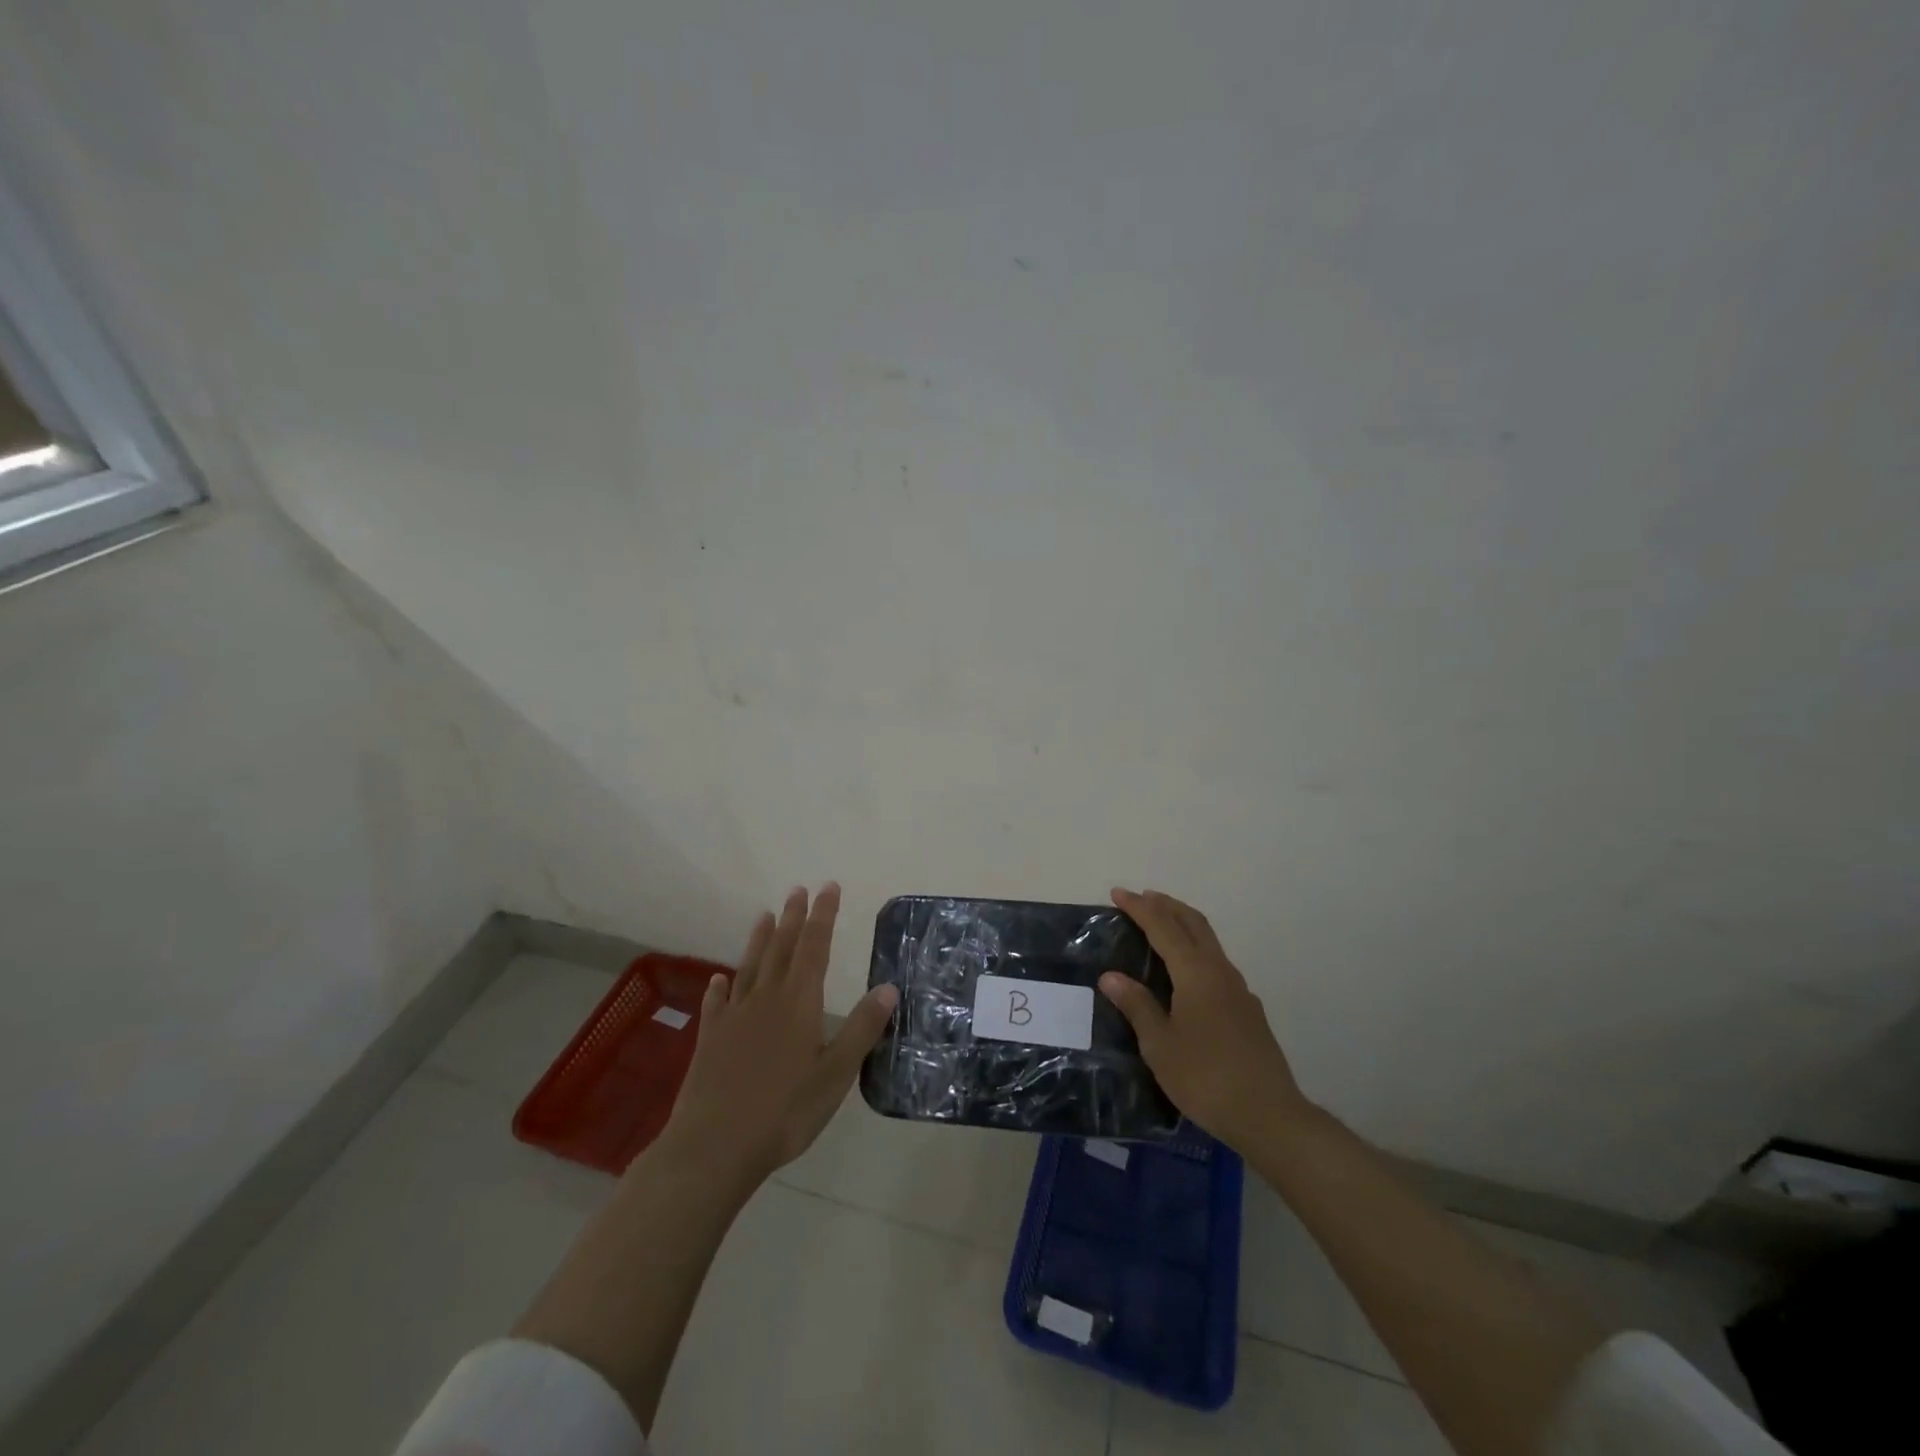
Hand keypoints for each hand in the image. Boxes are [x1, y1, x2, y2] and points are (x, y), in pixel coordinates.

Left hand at [657, 884, 898, 1191]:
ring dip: (759, 940)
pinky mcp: (710, 1040)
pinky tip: (718, 980)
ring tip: (765, 915)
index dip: (823, 916)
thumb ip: (861, 1028)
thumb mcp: (835, 1074)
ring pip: (749, 967)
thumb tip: (888, 987)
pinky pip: (716, 1003)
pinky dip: (719, 987)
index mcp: (798, 1003)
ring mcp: (734, 1018)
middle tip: (798, 889)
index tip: (828, 887)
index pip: (814, 948)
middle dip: (793, 918)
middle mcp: (765, 999)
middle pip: (781, 948)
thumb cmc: (784, 1111)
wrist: (714, 1147)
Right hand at [1099, 887, 1310, 1152]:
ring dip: (1184, 925)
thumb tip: (1111, 976)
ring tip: (1161, 927)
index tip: (1118, 893)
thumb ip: (1137, 1006)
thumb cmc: (1205, 1077)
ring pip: (1209, 942)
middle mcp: (1220, 971)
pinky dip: (1196, 951)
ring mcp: (1239, 990)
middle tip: (1141, 898)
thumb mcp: (1160, 1044)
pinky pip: (1217, 964)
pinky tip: (1187, 973)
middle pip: (1193, 923)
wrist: (1269, 1115)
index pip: (1163, 927)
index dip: (1139, 908)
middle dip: (1166, 905)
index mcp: (1196, 973)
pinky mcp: (1248, 1010)